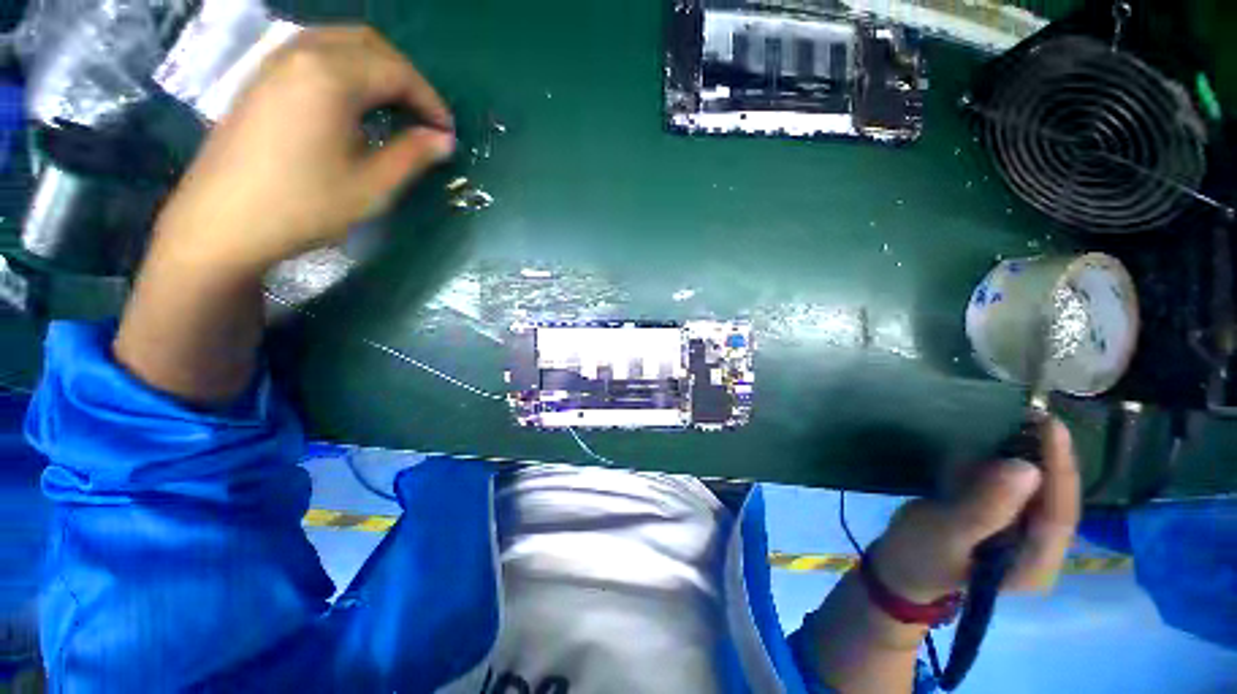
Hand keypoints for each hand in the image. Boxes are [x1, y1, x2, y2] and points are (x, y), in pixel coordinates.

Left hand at [151, 26, 454, 271]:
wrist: (221, 223)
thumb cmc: (303, 206)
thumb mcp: (372, 187)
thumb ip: (412, 155)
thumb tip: (443, 140)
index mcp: (331, 77)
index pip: (397, 72)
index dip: (430, 100)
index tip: (447, 132)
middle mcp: (302, 53)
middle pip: (369, 44)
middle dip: (406, 77)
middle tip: (425, 117)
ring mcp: (275, 61)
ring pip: (340, 42)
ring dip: (377, 69)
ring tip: (395, 109)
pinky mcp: (261, 77)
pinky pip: (315, 53)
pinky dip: (347, 68)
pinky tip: (354, 103)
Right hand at [868, 417, 1080, 602]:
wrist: (899, 567)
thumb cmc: (918, 554)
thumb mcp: (945, 531)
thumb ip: (984, 507)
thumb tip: (1026, 468)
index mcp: (1035, 564)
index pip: (1060, 512)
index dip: (1059, 467)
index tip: (1049, 424)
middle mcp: (1041, 550)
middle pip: (1055, 498)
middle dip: (1045, 458)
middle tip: (1027, 417)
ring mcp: (1024, 536)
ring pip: (1037, 489)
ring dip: (1024, 458)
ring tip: (1009, 426)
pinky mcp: (1006, 522)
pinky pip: (1016, 488)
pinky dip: (1002, 465)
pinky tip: (985, 452)